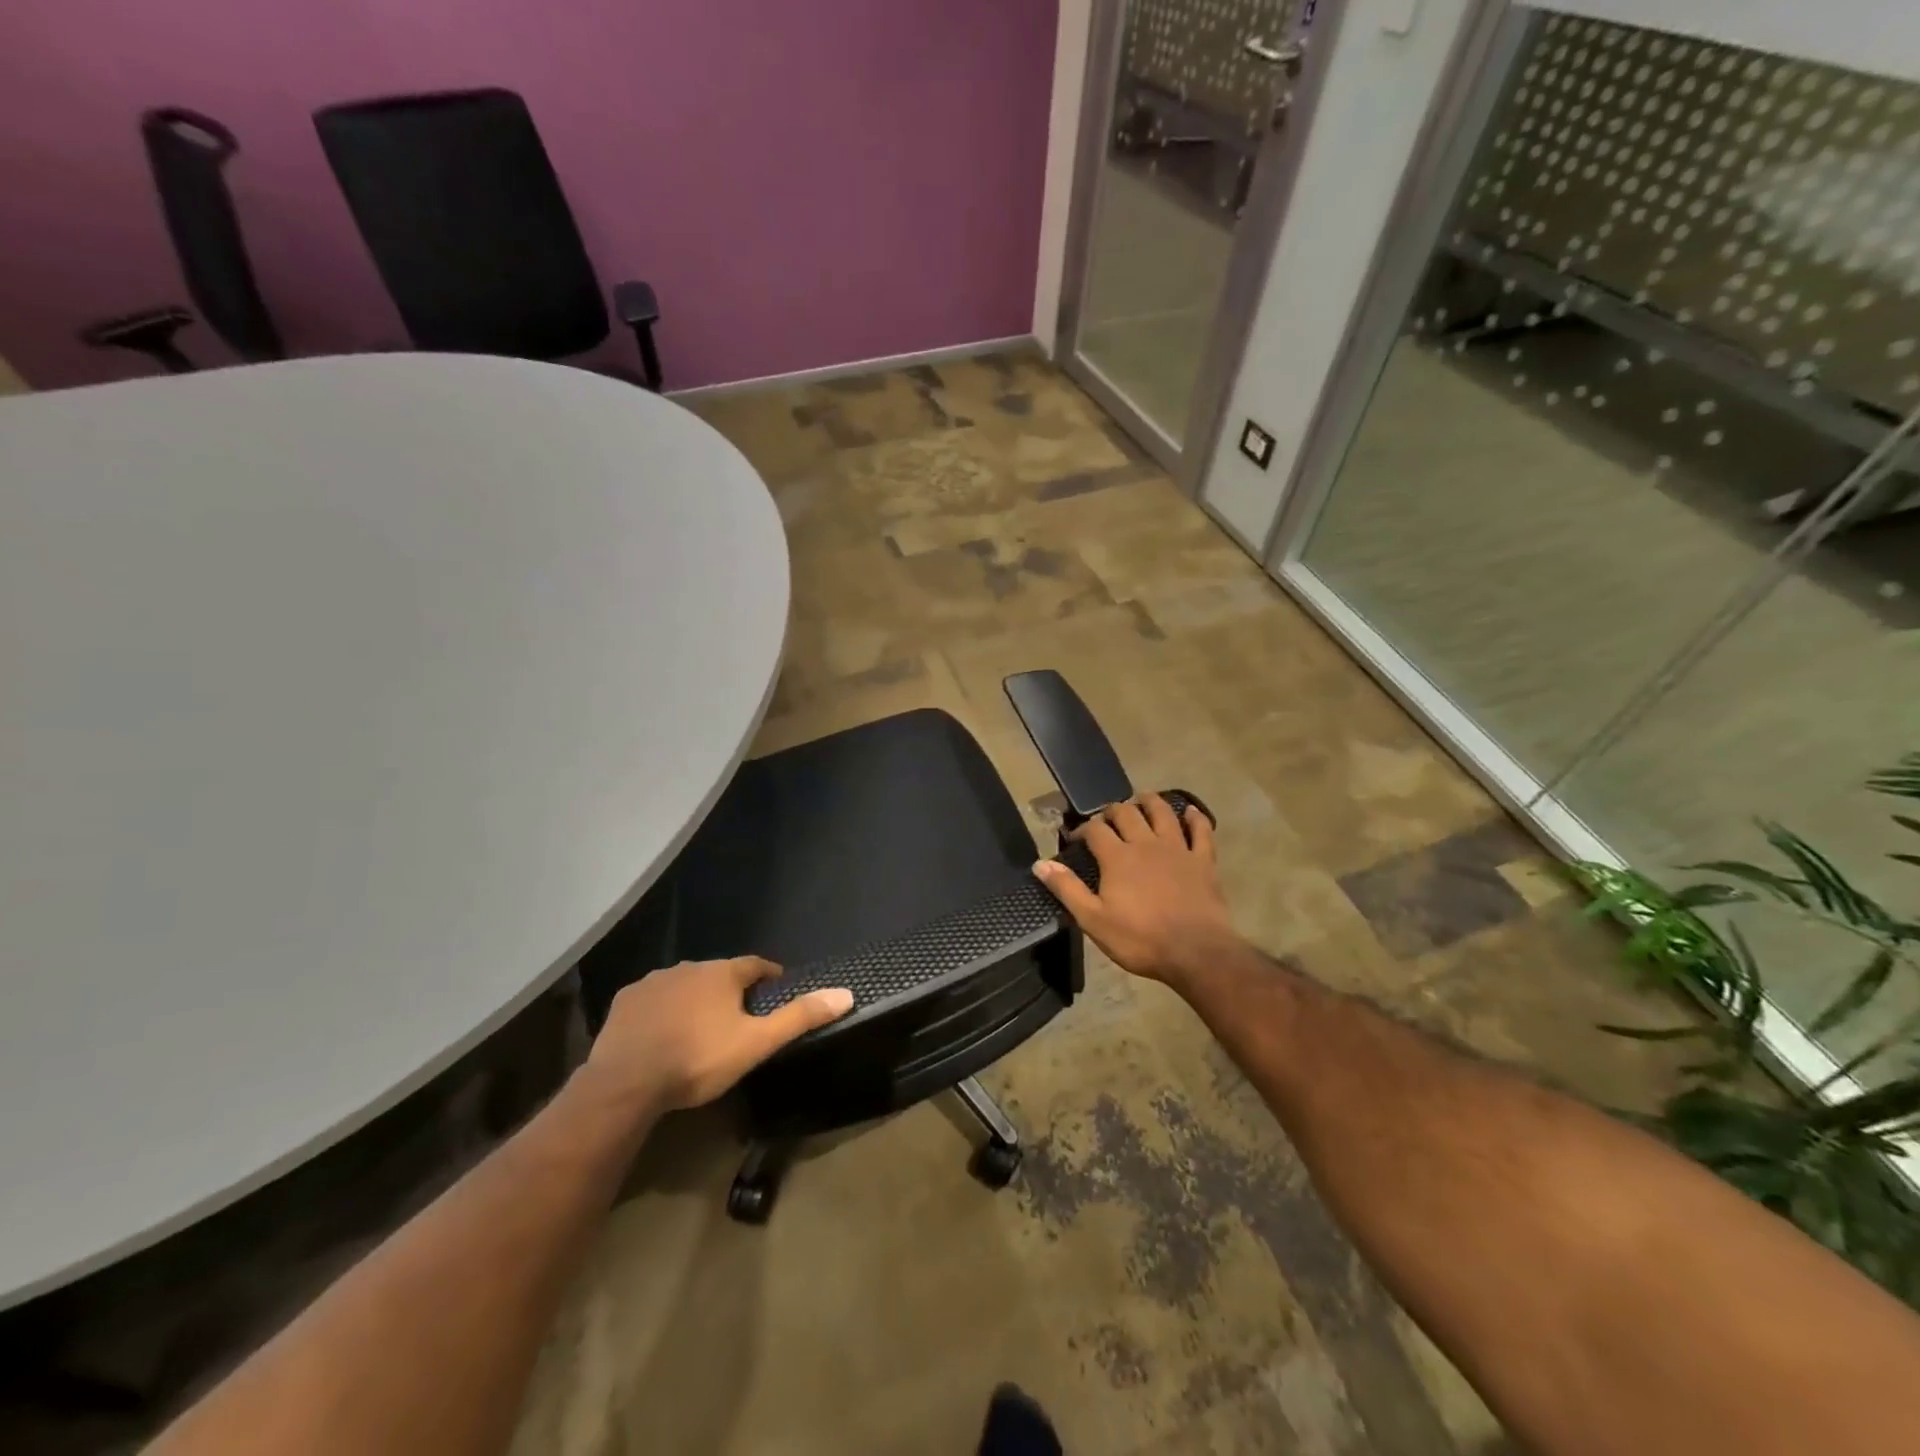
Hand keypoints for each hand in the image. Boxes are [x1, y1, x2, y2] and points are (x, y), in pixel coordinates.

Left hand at [580, 958, 853, 1113]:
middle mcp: (689, 966)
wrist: (625, 1083)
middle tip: (738, 1018)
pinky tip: (661, 1033)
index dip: (769, 977)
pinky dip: (662, 1010)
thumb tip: (846, 993)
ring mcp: (653, 982)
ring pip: (684, 985)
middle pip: (719, 974)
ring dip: (695, 999)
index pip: (756, 965)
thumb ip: (799, 1018)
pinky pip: (653, 999)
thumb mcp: (756, 1044)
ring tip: (699, 1028)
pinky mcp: (625, 1001)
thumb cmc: (698, 1059)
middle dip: (730, 990)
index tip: (776, 990)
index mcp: (723, 973)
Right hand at [1032, 795, 1239, 986]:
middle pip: (1127, 814)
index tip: (1076, 837)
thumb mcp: (1094, 920)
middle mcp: (1146, 844)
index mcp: (1117, 857)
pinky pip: (1201, 831)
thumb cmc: (1140, 939)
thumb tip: (1040, 863)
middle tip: (1107, 817)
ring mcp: (1177, 849)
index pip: (1095, 829)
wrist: (1196, 953)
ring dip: (1150, 802)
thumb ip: (1067, 889)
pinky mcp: (1203, 861)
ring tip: (1142, 799)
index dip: (1083, 829)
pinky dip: (1196, 818)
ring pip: (1163, 813)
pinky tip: (1190, 811)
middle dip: (1113, 811)